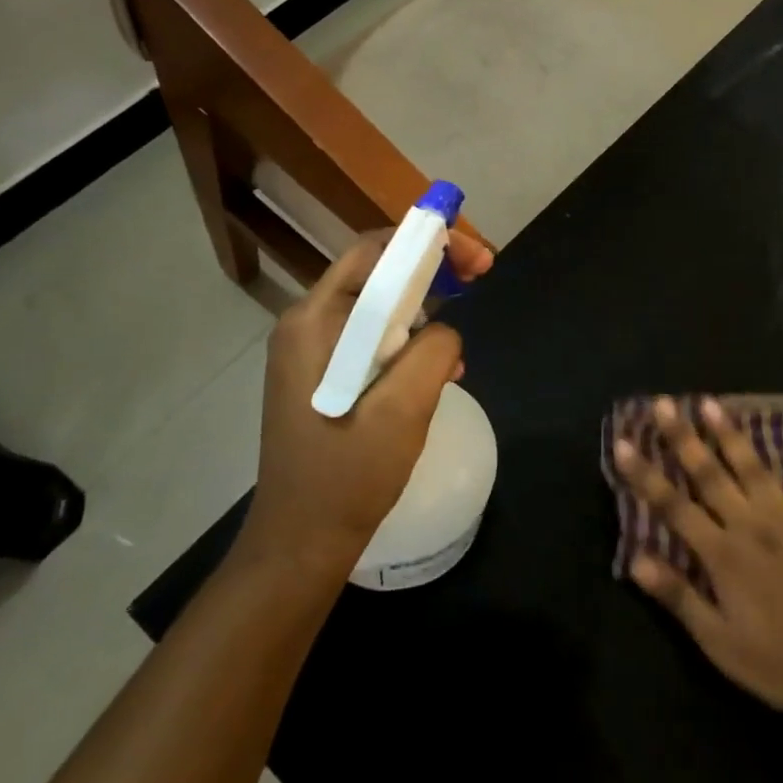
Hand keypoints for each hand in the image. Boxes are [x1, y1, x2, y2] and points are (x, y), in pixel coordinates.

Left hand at [243, 228, 493, 572]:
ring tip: (460, 340)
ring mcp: (312, 351)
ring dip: (425, 310)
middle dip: (433, 270)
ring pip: (379, 307)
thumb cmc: (348, 476)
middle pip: (377, 273)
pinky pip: (373, 339)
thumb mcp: (403, 410)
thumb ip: (433, 350)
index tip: (478, 257)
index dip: (429, 241)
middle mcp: (307, 324)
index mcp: (315, 322)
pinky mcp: (323, 375)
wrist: (301, 542)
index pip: (375, 252)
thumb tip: (445, 328)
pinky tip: (440, 371)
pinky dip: (409, 342)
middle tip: (481, 277)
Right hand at [614, 397, 782, 734]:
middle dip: (683, 438)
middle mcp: (753, 527)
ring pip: (755, 469)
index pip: (673, 506)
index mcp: (723, 555)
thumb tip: (635, 559)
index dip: (645, 474)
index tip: (623, 442)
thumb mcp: (717, 642)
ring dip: (732, 435)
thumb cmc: (775, 664)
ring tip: (712, 404)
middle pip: (710, 475)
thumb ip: (678, 596)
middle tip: (663, 404)